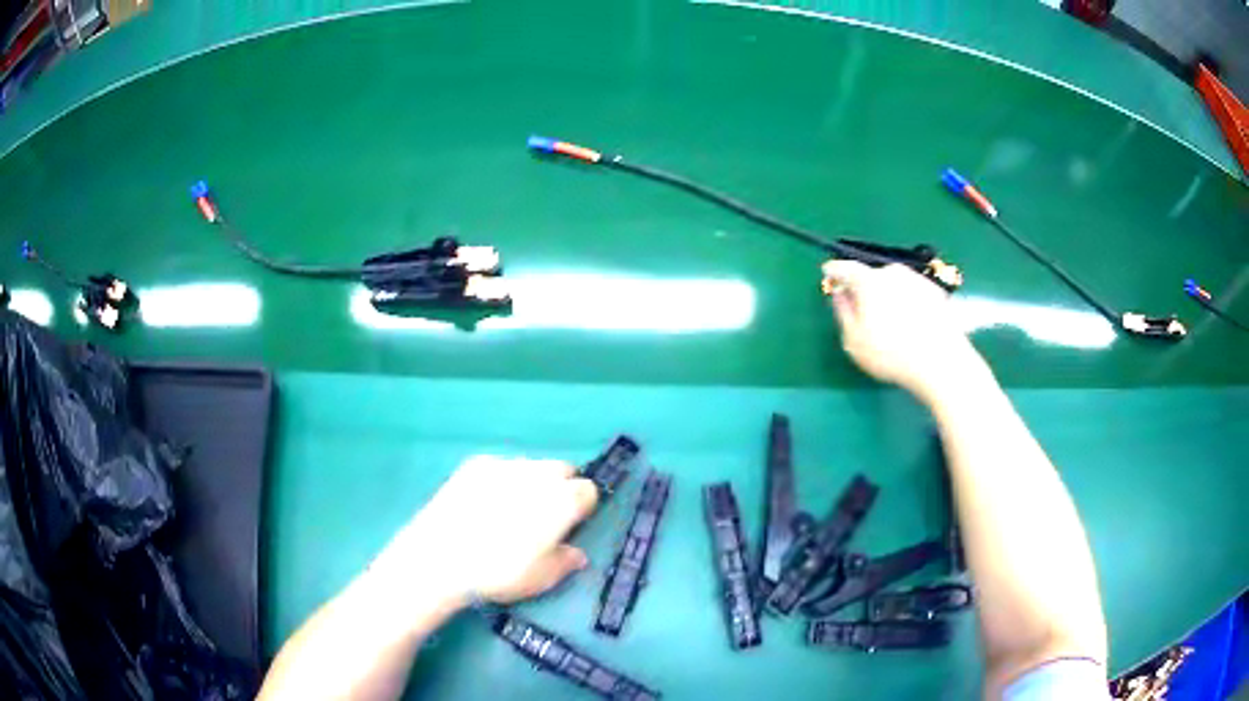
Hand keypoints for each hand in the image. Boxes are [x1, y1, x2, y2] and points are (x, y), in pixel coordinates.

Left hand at [368, 456, 597, 610]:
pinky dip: (501, 480)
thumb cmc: (498, 573)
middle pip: (563, 470)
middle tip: (543, 518)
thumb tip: (576, 553)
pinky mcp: (475, 464)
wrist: (439, 558)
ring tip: (510, 511)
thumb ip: (565, 562)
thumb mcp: (541, 579)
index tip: (569, 526)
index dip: (582, 508)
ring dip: (532, 482)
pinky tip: (483, 505)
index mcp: (562, 500)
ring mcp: (504, 464)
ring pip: (532, 466)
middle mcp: (538, 474)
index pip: (588, 490)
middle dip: (560, 488)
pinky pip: (501, 467)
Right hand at [821, 261, 987, 402]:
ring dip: (888, 296)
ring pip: (895, 284)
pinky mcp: (936, 293)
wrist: (941, 361)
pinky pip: (913, 294)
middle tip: (862, 309)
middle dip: (864, 288)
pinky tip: (911, 326)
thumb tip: (840, 293)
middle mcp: (893, 272)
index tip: (828, 274)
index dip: (834, 271)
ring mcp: (918, 280)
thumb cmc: (891, 354)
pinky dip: (907, 304)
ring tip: (889, 322)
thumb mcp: (854, 340)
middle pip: (872, 275)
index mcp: (869, 280)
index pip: (845, 268)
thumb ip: (843, 312)